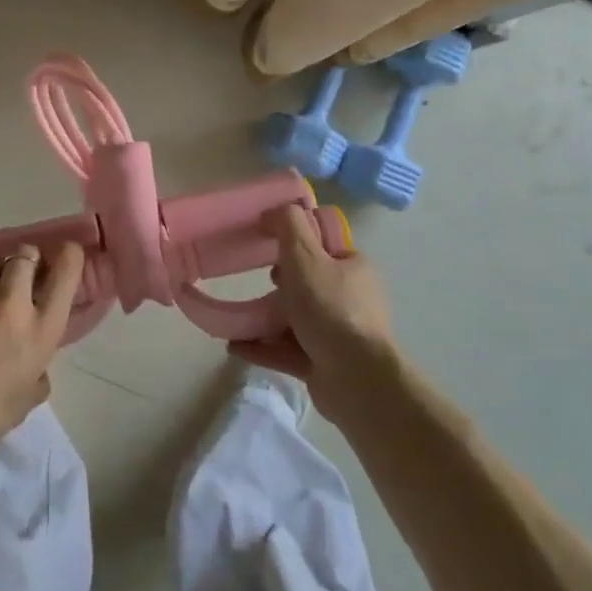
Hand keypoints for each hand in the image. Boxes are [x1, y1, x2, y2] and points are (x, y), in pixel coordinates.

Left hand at [0, 243, 84, 457]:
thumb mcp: (28, 399)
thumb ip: (38, 372)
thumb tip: (35, 364)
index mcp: (40, 331)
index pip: (65, 274)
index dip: (68, 256)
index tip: (65, 253)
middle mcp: (10, 306)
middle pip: (24, 256)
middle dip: (24, 259)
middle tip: (18, 272)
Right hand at [231, 206, 404, 420]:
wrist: (356, 380)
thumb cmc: (330, 309)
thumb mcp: (305, 256)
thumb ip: (288, 226)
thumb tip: (275, 210)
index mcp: (353, 268)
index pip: (323, 247)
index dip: (295, 243)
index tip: (268, 246)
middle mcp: (350, 299)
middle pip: (307, 284)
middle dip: (279, 285)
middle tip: (259, 283)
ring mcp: (338, 335)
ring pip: (294, 320)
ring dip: (264, 319)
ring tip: (236, 319)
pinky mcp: (324, 364)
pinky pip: (287, 350)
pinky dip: (262, 346)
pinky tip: (235, 345)